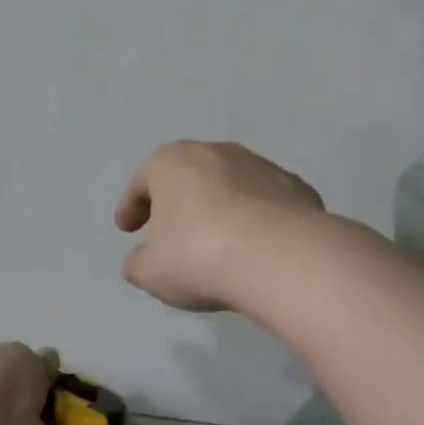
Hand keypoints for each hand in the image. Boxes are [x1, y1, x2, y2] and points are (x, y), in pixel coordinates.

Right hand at [114, 141, 324, 311]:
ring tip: (217, 241)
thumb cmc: (199, 256)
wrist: (280, 257)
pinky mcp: (296, 187)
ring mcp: (261, 166)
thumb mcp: (151, 272)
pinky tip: (255, 245)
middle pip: (187, 176)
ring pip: (229, 184)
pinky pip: (264, 201)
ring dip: (219, 207)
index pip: (142, 180)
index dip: (131, 206)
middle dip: (177, 201)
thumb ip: (138, 264)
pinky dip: (255, 217)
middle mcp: (216, 153)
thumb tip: (140, 261)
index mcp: (172, 163)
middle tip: (170, 231)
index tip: (127, 229)